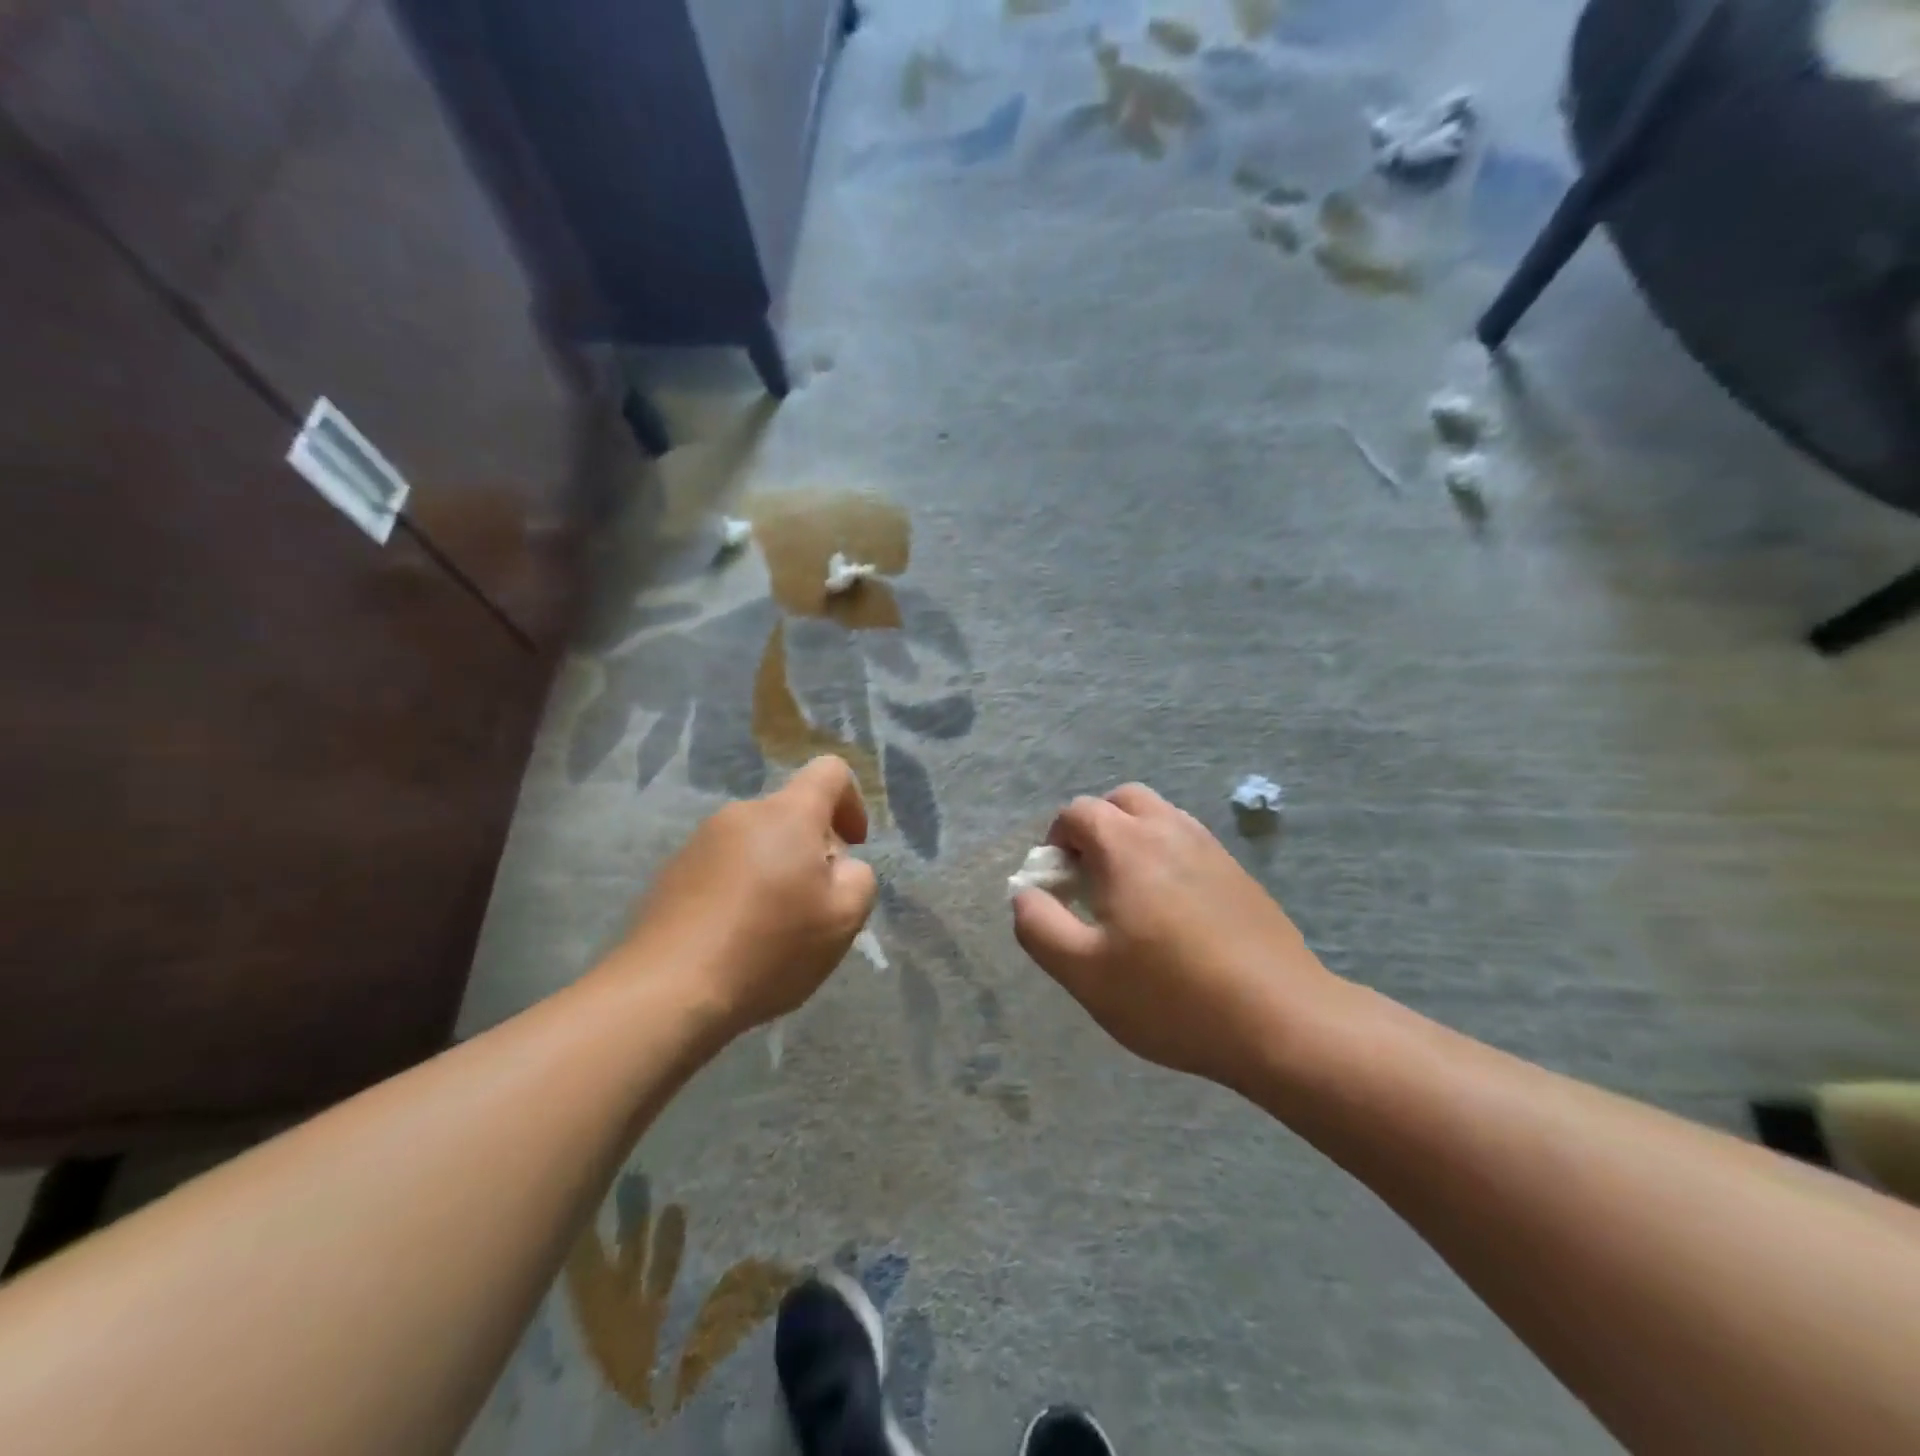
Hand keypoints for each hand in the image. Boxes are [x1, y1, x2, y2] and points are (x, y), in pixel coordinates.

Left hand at [618, 756, 877, 1035]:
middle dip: (813, 848)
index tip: (853, 846)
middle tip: (816, 905)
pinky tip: (735, 937)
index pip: (830, 771)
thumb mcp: (844, 918)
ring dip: (775, 870)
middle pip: (791, 813)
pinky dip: (741, 889)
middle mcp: (741, 814)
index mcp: (787, 814)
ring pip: (757, 842)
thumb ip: (859, 877)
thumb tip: (839, 866)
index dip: (852, 801)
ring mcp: (700, 841)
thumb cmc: (769, 947)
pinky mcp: (672, 872)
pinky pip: (724, 866)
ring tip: (774, 928)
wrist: (667, 991)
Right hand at [1012, 784, 1340, 1088]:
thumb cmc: (1171, 997)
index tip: (1059, 886)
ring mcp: (1211, 848)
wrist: (1282, 1020)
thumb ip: (1039, 926)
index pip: (1078, 812)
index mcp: (1127, 845)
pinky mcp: (1239, 873)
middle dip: (1096, 827)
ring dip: (1133, 838)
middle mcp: (1169, 830)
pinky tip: (1172, 911)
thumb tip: (1025, 894)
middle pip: (1122, 800)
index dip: (1056, 841)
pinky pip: (1189, 842)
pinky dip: (1166, 855)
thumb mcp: (1084, 973)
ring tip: (1130, 896)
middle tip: (1091, 880)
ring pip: (1160, 816)